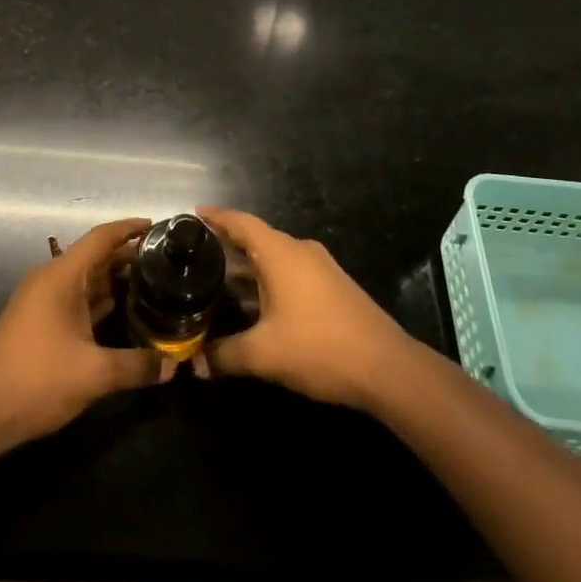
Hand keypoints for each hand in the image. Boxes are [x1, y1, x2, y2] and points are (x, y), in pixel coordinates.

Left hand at [0, 218, 163, 448]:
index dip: (129, 228)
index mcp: (61, 276)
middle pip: (94, 256)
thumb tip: (171, 366)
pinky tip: (122, 309)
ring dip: (114, 278)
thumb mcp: (94, 373)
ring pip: (85, 279)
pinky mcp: (39, 323)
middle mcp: (50, 280)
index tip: (157, 226)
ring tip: (151, 281)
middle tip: (164, 260)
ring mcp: (42, 301)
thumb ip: (136, 366)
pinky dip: (99, 299)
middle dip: (127, 255)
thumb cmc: (38, 380)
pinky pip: (76, 299)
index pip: (101, 238)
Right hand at [201, 207, 417, 412]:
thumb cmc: (320, 348)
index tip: (194, 214)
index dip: (216, 217)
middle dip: (227, 246)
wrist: (387, 367)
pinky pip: (291, 273)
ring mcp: (320, 268)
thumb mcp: (264, 355)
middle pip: (257, 239)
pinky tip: (255, 305)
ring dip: (248, 268)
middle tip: (196, 257)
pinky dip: (268, 280)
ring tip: (218, 282)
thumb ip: (225, 355)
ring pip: (275, 258)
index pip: (241, 222)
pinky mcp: (332, 287)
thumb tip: (197, 364)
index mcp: (280, 253)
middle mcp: (300, 251)